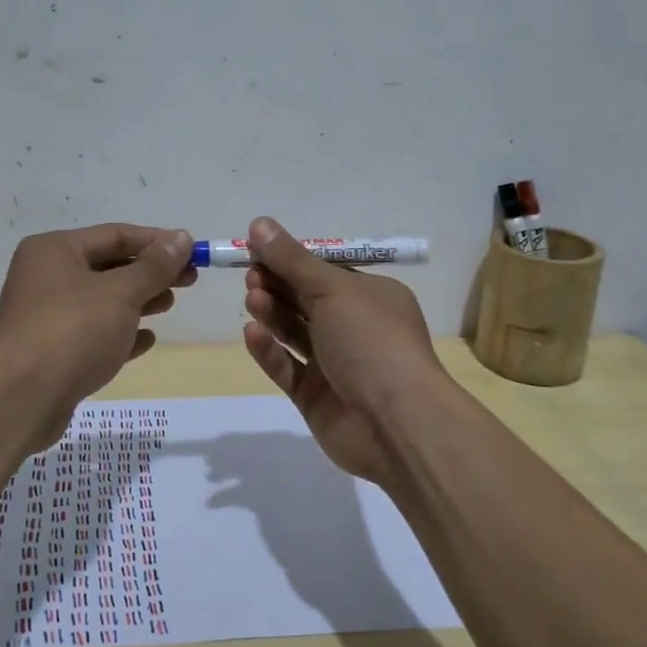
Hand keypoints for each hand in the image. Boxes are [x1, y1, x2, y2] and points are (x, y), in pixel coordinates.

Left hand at [0, 224, 195, 413]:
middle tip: (189, 281)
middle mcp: (46, 276)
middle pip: (108, 266)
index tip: (193, 252)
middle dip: (150, 273)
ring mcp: (46, 316)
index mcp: (54, 250)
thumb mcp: (121, 292)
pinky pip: (93, 334)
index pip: (115, 235)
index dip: (157, 242)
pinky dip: (120, 333)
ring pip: (101, 301)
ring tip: (170, 305)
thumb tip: (181, 239)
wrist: (21, 398)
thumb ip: (154, 266)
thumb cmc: (73, 331)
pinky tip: (147, 340)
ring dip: (138, 301)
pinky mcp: (51, 352)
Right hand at [240, 215, 446, 486]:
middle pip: (306, 300)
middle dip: (277, 285)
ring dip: (272, 313)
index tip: (256, 250)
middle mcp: (355, 327)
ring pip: (294, 332)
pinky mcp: (315, 397)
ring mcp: (335, 364)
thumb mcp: (332, 289)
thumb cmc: (371, 340)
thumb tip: (259, 223)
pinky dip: (270, 350)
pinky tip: (252, 334)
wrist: (396, 423)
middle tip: (251, 276)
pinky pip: (287, 367)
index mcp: (371, 296)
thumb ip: (292, 259)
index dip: (290, 260)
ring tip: (252, 299)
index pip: (324, 271)